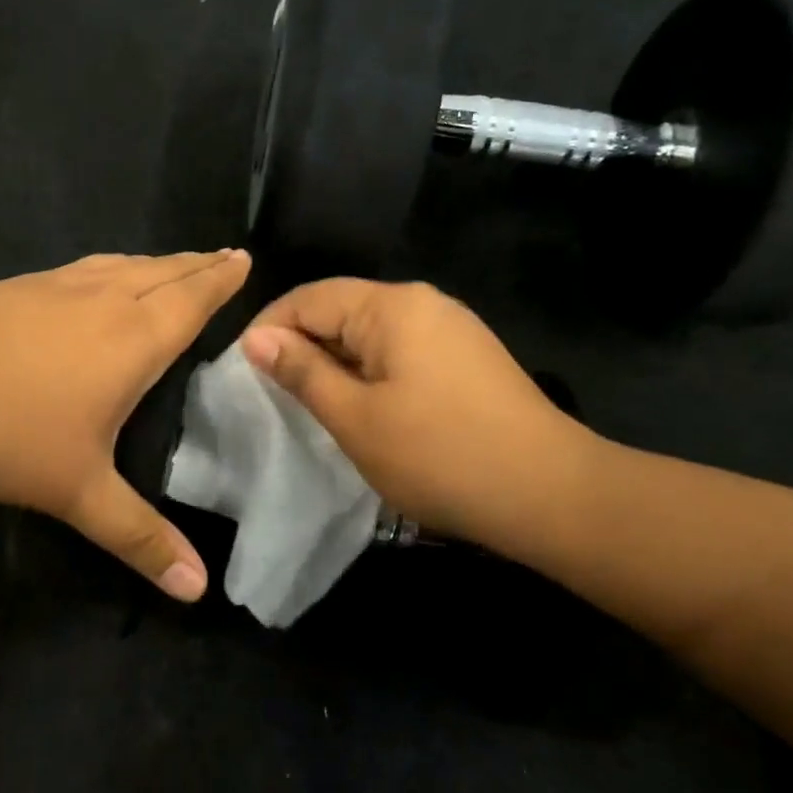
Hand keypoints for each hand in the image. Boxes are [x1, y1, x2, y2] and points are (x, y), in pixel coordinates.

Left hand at [0, 251, 249, 598]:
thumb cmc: (4, 433)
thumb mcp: (78, 493)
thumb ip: (140, 538)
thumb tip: (199, 590)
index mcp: (133, 338)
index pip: (193, 299)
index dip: (222, 280)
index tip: (244, 259)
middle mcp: (104, 300)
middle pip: (165, 272)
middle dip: (199, 264)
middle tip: (225, 257)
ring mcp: (58, 287)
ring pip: (125, 264)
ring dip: (159, 262)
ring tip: (176, 265)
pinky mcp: (21, 287)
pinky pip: (88, 268)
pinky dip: (115, 267)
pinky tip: (102, 278)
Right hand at [239, 280, 595, 557]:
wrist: (550, 494)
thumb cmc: (439, 455)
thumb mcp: (355, 417)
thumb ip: (302, 372)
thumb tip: (257, 338)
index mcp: (392, 306)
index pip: (309, 298)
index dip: (269, 328)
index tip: (243, 371)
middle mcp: (423, 303)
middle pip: (341, 310)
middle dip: (302, 346)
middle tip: (272, 395)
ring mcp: (451, 329)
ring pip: (371, 334)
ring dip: (335, 363)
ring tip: (311, 405)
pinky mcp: (467, 358)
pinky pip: (401, 352)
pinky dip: (370, 374)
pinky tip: (364, 409)